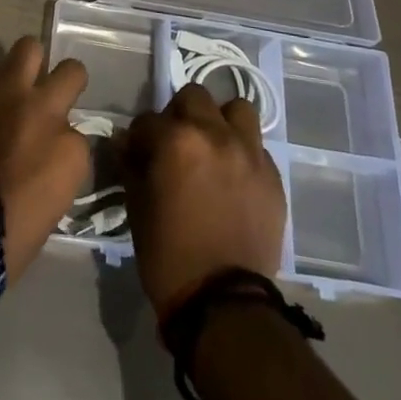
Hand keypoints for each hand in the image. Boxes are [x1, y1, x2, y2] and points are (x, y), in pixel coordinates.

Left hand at [0, 37, 89, 283]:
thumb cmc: (7, 236)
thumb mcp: (53, 206)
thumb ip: (58, 166)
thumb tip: (49, 148)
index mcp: (71, 150)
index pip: (80, 132)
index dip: (65, 139)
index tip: (52, 149)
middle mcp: (46, 109)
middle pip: (71, 70)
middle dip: (61, 81)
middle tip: (44, 96)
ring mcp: (7, 90)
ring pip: (28, 47)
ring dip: (21, 64)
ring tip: (7, 81)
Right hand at [121, 83, 287, 319]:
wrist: (223, 303)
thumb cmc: (168, 254)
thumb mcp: (137, 206)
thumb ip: (132, 165)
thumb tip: (127, 145)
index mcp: (177, 140)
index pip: (148, 120)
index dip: (138, 137)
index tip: (137, 154)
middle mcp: (216, 135)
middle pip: (194, 97)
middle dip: (179, 115)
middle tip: (175, 144)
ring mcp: (250, 153)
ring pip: (236, 110)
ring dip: (219, 121)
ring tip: (212, 147)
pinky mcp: (273, 177)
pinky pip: (256, 147)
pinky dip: (242, 152)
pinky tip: (232, 178)